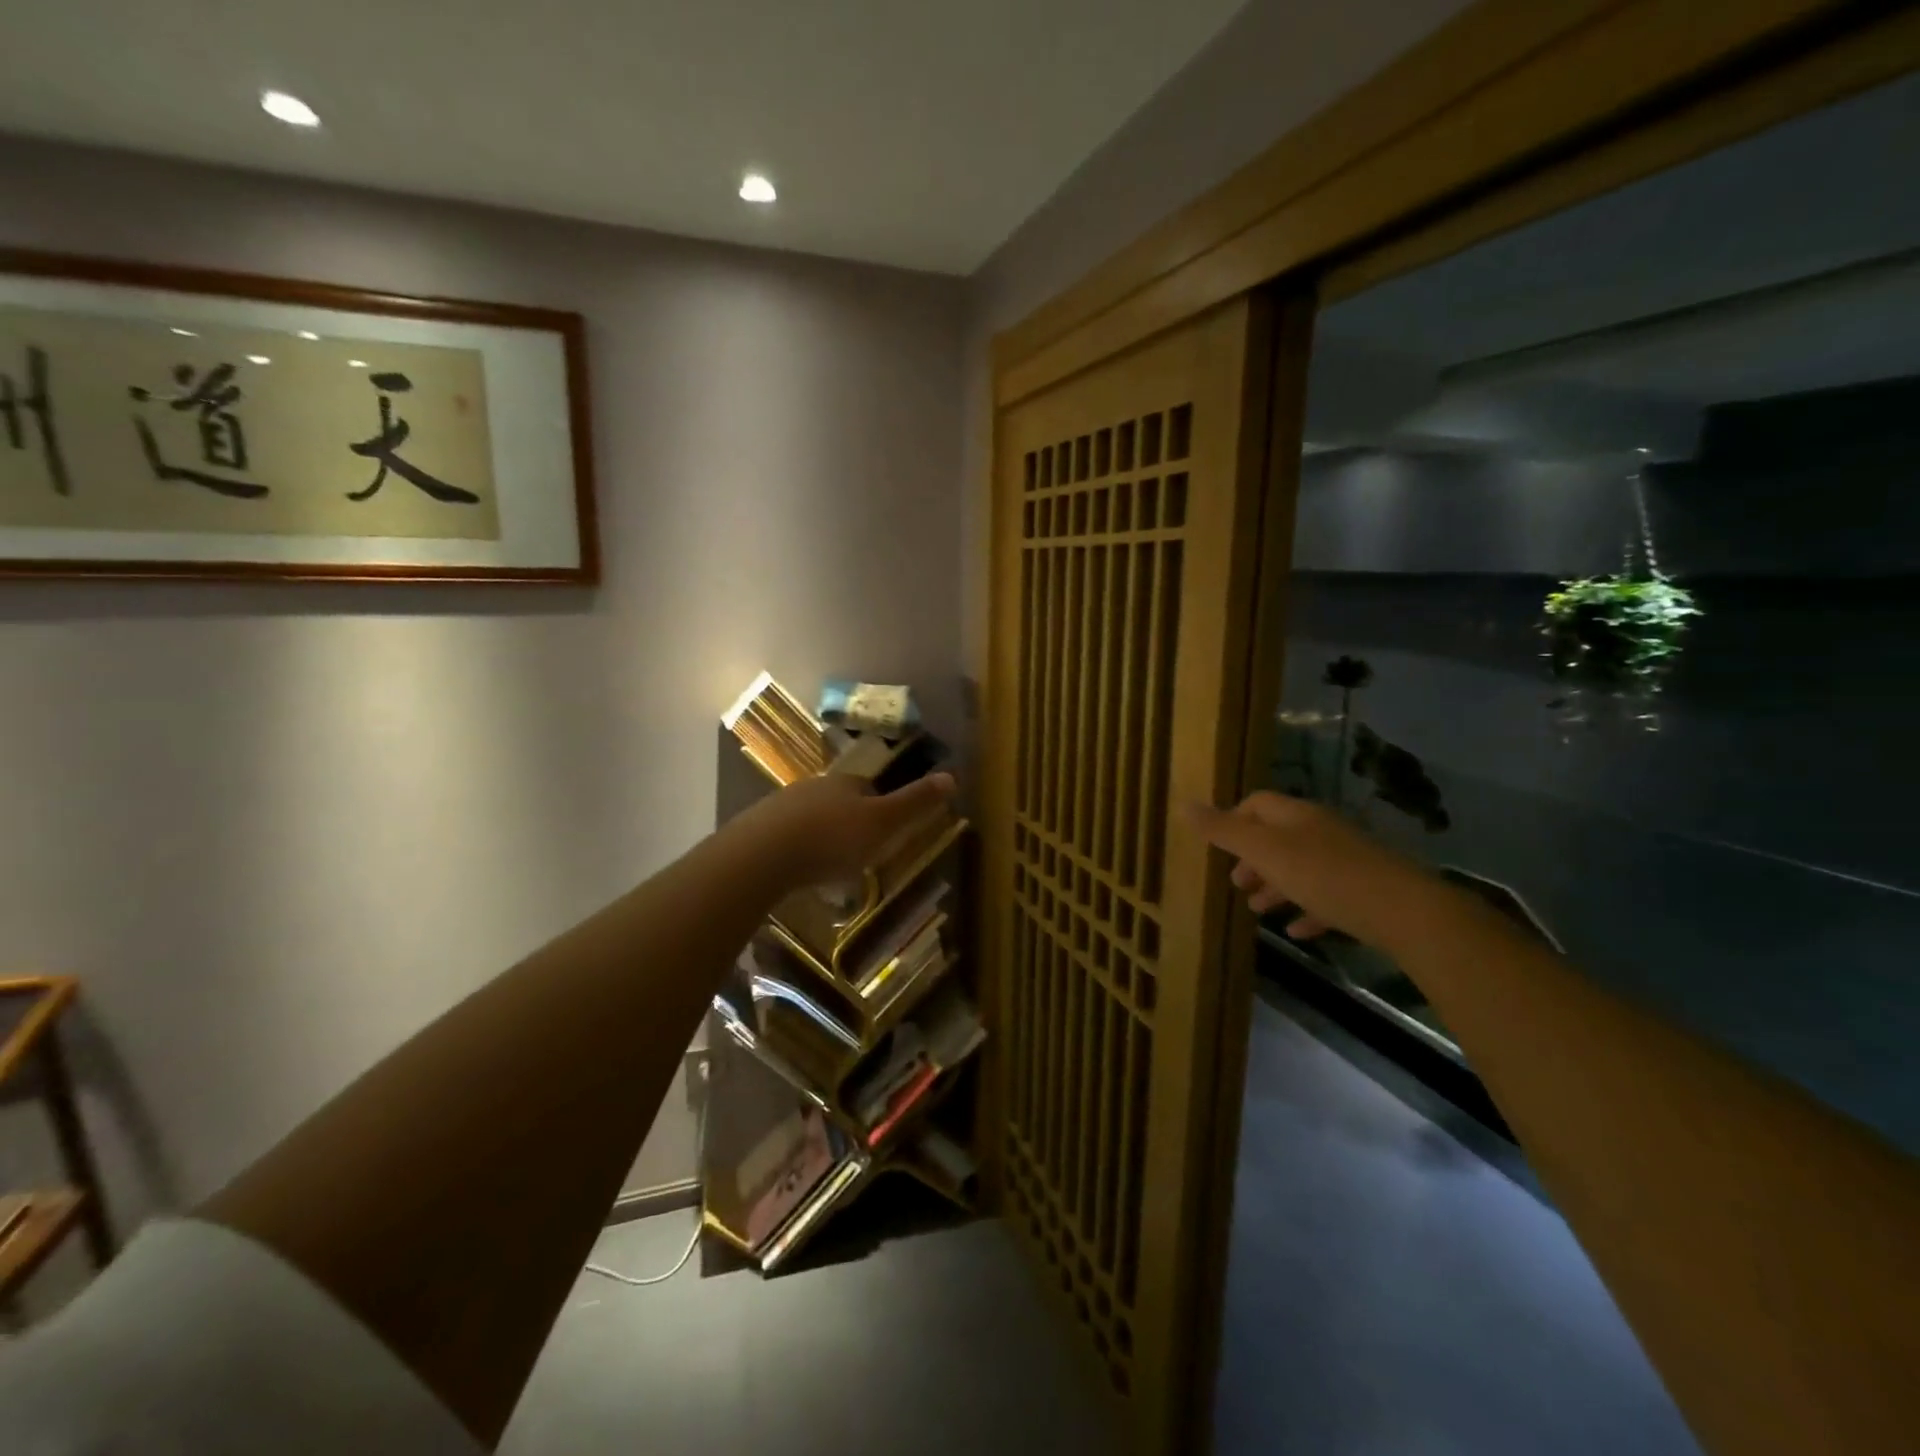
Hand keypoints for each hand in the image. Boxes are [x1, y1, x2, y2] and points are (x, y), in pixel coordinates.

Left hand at [734, 771, 956, 889]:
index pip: (868, 788)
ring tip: (829, 866)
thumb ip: (914, 803)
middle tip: (859, 851)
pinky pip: (785, 837)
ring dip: (821, 836)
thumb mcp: (882, 823)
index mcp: (845, 783)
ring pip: (810, 818)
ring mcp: (781, 807)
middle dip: (849, 822)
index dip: (880, 806)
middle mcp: (813, 787)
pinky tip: (798, 871)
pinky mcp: (757, 830)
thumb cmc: (831, 838)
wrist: (762, 855)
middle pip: (838, 801)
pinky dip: (796, 850)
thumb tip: (952, 776)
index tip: (886, 830)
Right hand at [1183, 791, 1437, 951]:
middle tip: (1236, 884)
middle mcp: (1321, 831)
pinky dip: (1307, 910)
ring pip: (1301, 868)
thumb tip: (1184, 804)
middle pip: (1278, 837)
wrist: (1405, 911)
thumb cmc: (1324, 875)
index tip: (1219, 848)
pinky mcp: (1365, 892)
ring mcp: (1346, 861)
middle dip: (1253, 859)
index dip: (1234, 820)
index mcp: (1296, 816)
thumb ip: (1224, 831)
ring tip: (1259, 910)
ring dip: (1276, 886)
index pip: (1257, 804)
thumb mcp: (1264, 851)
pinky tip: (1297, 932)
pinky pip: (1327, 897)